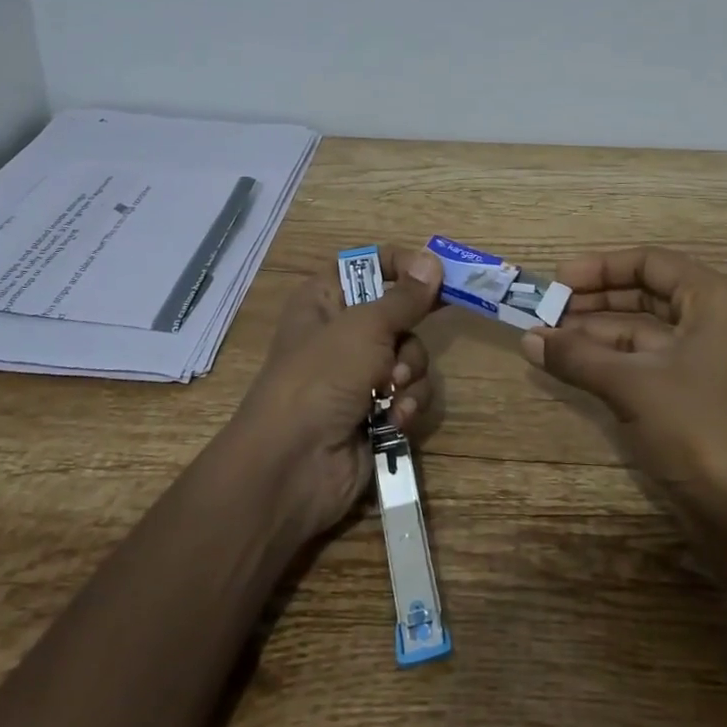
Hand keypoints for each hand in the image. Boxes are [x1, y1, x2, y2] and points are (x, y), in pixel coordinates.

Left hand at [228, 245, 442, 538]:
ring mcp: (360, 374)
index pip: (367, 264)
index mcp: (326, 299)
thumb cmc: (321, 376)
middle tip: (404, 345)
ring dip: (410, 374)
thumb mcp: (365, 327)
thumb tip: (432, 261)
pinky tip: (396, 419)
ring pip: (411, 355)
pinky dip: (408, 404)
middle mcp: (343, 332)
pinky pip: (411, 393)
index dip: (399, 265)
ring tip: (392, 391)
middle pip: (399, 314)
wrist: (293, 465)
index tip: (433, 273)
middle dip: (408, 335)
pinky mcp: (377, 411)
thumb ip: (405, 297)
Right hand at [521, 247, 726, 506]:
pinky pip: (650, 362)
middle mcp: (717, 321)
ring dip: (597, 334)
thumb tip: (527, 339)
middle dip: (595, 301)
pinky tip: (574, 366)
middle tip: (547, 309)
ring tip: (549, 339)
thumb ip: (577, 355)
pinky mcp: (699, 396)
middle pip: (647, 294)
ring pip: (645, 332)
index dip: (600, 268)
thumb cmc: (699, 429)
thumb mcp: (631, 385)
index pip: (650, 262)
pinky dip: (613, 362)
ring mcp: (710, 361)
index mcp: (716, 300)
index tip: (558, 280)